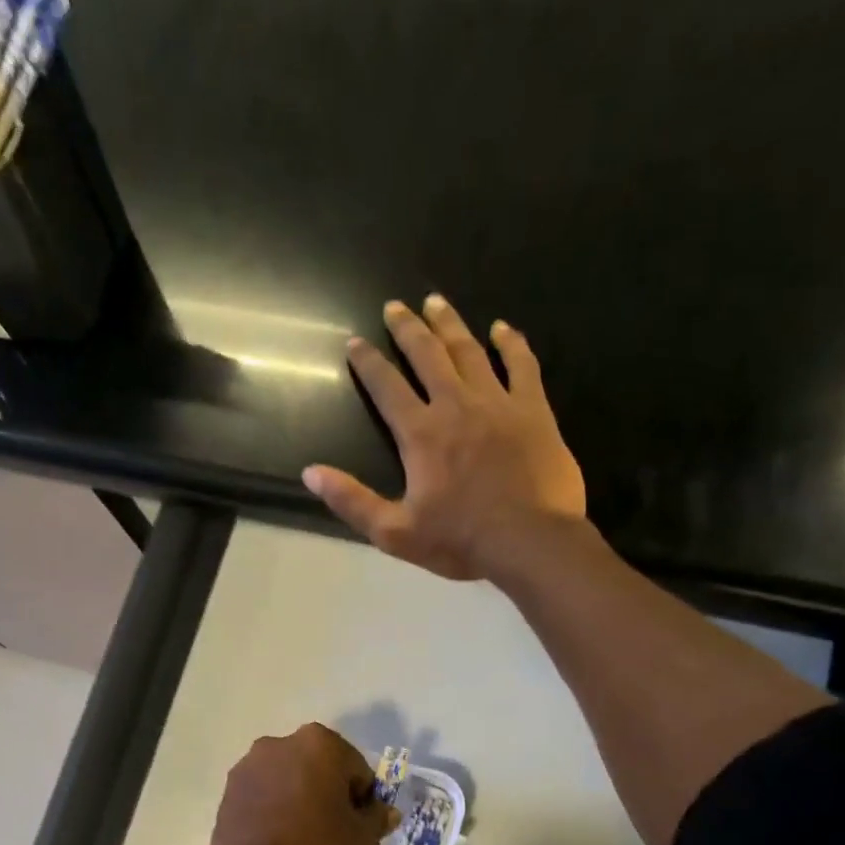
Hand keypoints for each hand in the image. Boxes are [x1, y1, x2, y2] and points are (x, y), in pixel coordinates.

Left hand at [208, 724, 397, 844]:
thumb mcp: (363, 839)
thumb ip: (377, 818)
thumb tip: (387, 812)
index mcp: (320, 743)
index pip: (357, 770)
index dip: (362, 800)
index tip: (357, 827)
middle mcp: (281, 743)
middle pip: (319, 768)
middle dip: (328, 793)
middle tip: (333, 832)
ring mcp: (249, 765)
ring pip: (288, 780)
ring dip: (299, 798)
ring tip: (302, 839)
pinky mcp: (228, 790)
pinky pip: (263, 795)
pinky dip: (273, 809)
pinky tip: (277, 841)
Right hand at [303, 294, 586, 581]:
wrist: (529, 541)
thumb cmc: (460, 541)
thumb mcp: (395, 533)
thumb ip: (352, 501)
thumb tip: (311, 473)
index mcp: (421, 434)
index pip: (387, 387)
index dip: (368, 362)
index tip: (355, 342)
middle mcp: (456, 405)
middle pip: (427, 355)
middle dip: (407, 329)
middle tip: (395, 306)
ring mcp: (498, 403)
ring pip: (469, 351)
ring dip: (450, 324)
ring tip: (436, 302)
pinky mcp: (533, 410)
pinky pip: (522, 365)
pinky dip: (511, 344)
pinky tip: (503, 329)